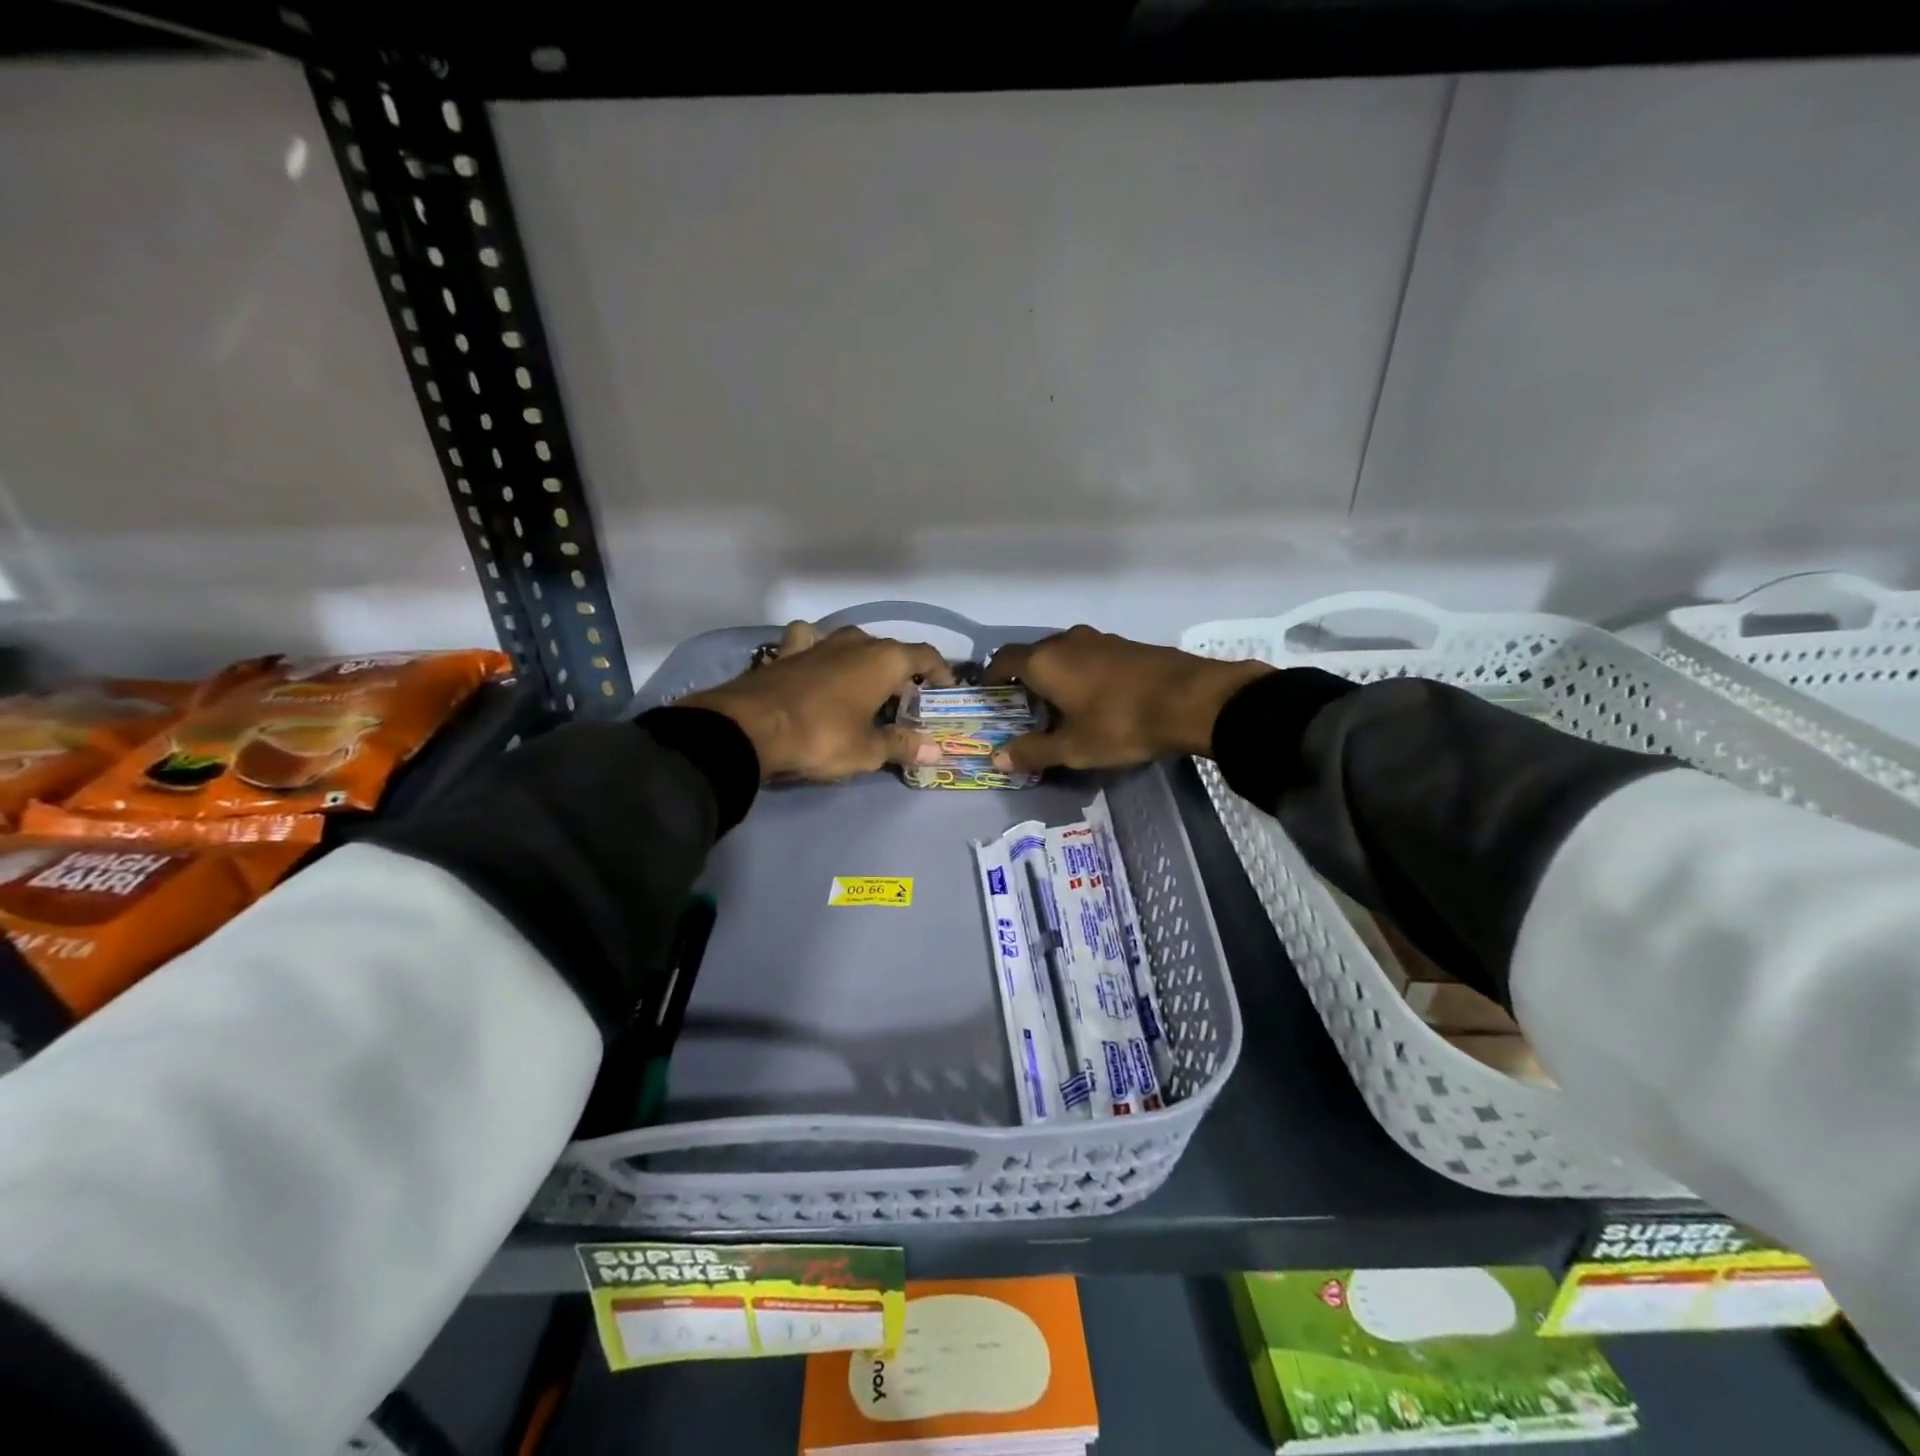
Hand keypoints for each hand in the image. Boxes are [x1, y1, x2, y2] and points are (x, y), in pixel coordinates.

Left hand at [683, 622, 954, 781]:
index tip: (945, 690)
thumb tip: (935, 751)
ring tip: (865, 687)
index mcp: (884, 660)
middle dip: (902, 674)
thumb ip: (903, 746)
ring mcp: (820, 643)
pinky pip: (812, 642)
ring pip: (853, 644)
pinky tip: (817, 664)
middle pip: (890, 651)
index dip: (940, 672)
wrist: (751, 728)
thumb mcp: (868, 750)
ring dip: (864, 661)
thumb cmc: (822, 737)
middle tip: (905, 703)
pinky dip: (820, 650)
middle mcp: (856, 642)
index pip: (925, 655)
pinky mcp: (788, 652)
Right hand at [984, 625, 1270, 772]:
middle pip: (1033, 656)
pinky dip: (1082, 675)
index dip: (992, 677)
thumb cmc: (1120, 723)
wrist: (1192, 700)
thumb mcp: (1073, 748)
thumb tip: (998, 758)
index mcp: (1045, 661)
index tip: (989, 697)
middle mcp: (1068, 641)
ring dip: (1055, 677)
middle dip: (1024, 681)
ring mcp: (1101, 640)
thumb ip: (1033, 751)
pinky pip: (1090, 658)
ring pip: (1064, 656)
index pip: (1003, 660)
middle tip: (1024, 711)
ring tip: (1059, 709)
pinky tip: (1095, 701)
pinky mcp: (1128, 646)